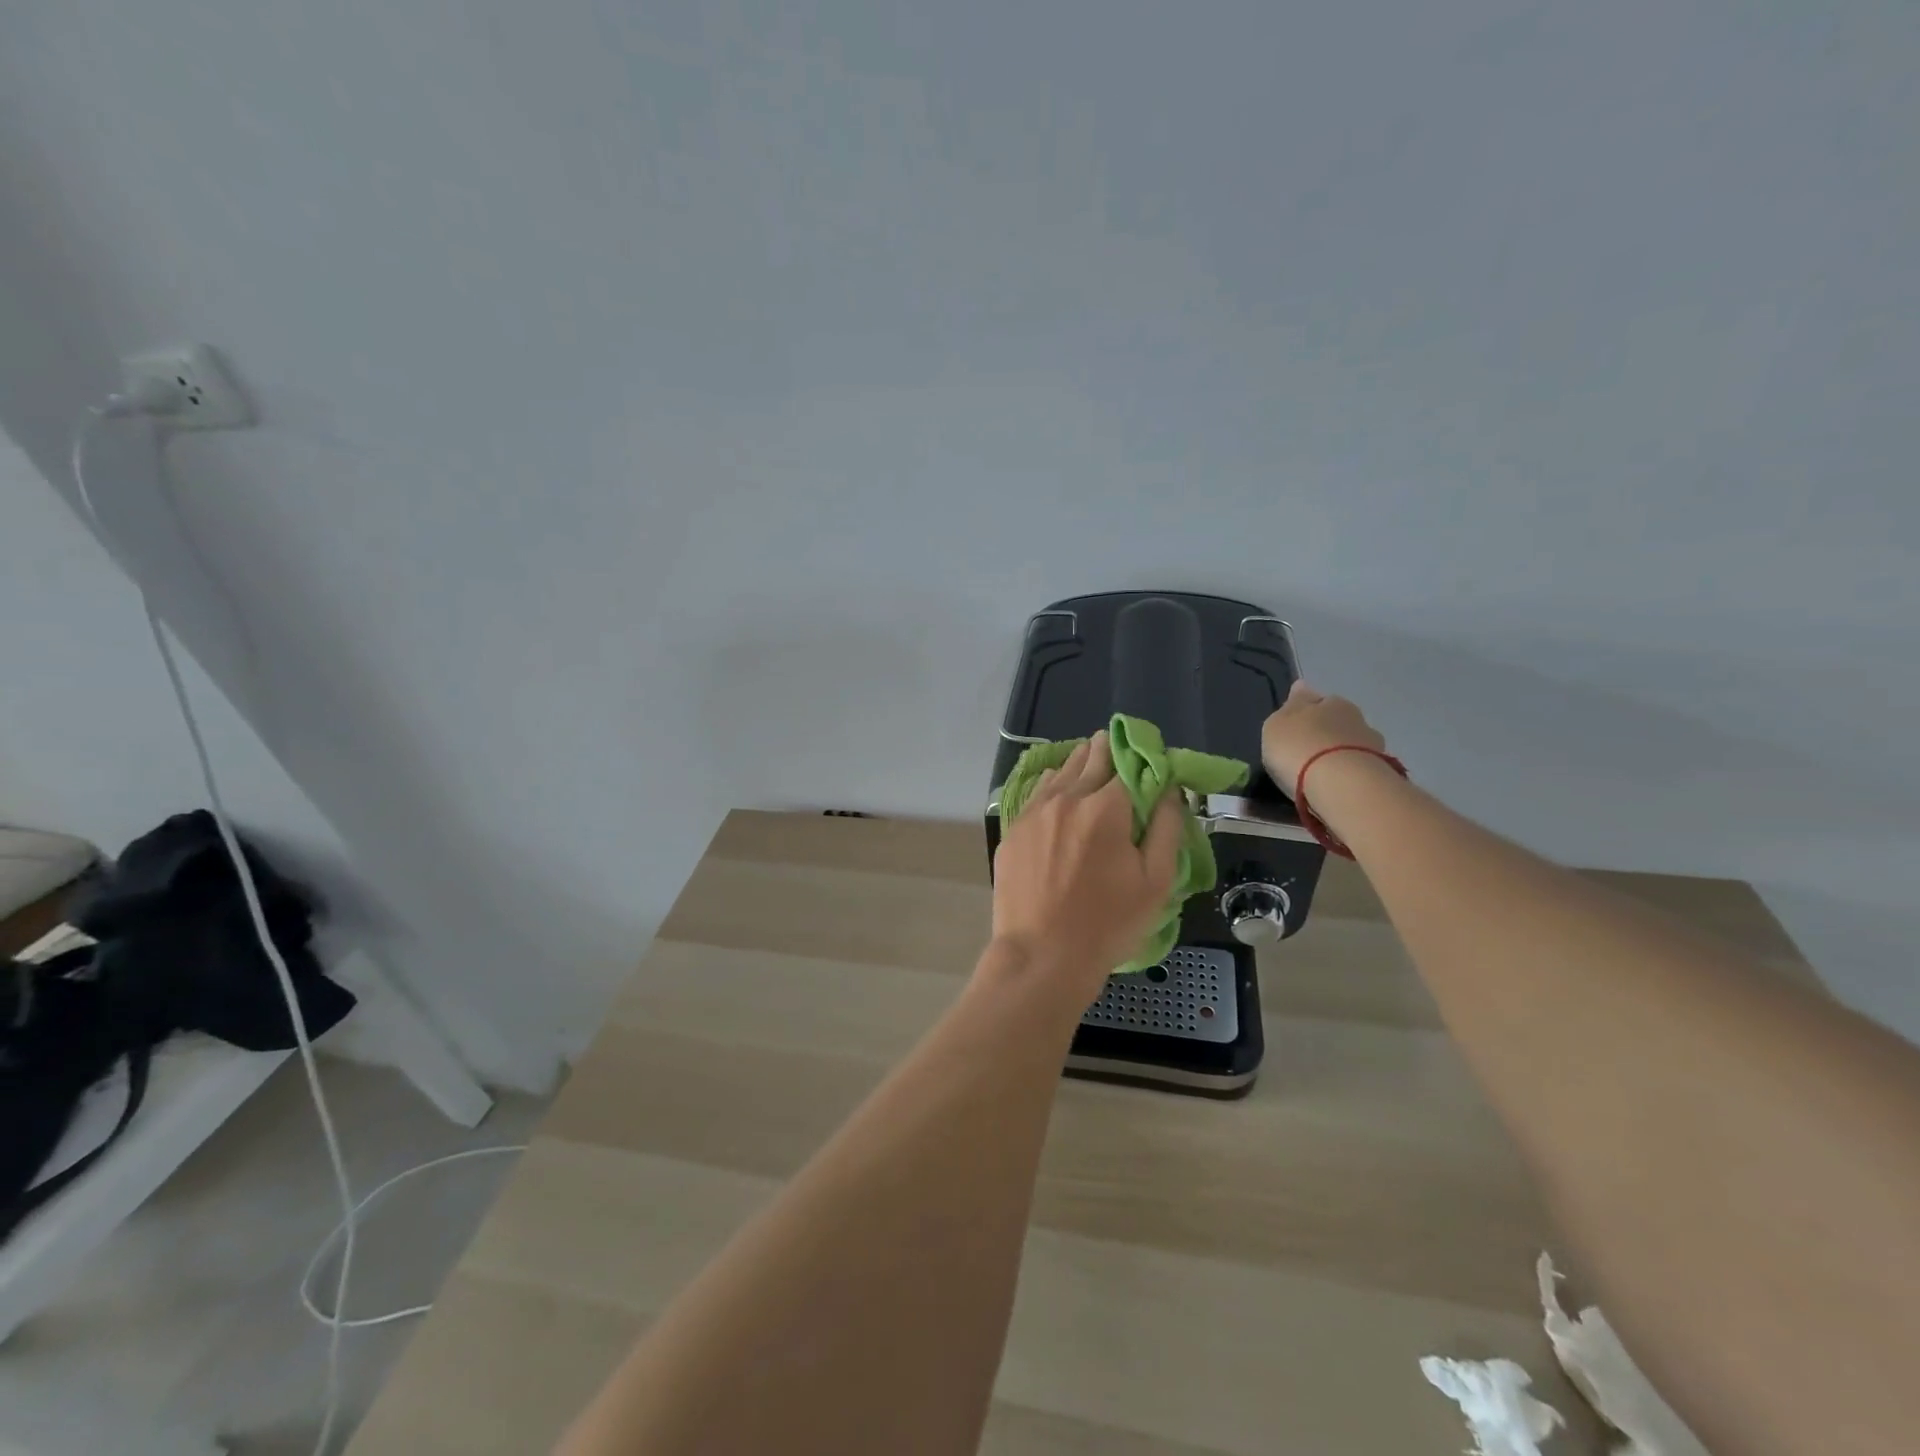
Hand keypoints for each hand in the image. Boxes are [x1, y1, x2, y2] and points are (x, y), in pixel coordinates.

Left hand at [991, 731, 1183, 1009]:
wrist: (1042, 955)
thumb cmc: (1108, 923)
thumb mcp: (1156, 881)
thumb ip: (1167, 829)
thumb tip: (1170, 791)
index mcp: (1106, 807)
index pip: (1128, 765)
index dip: (1141, 761)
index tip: (1147, 761)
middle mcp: (1067, 798)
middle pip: (1090, 760)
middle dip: (1105, 750)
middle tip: (1112, 742)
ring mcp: (1034, 813)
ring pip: (1059, 773)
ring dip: (1076, 763)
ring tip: (1086, 757)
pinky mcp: (1013, 831)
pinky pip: (1036, 795)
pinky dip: (1051, 786)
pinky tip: (1056, 788)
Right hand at [1261, 681, 1388, 796]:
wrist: (1341, 783)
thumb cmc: (1299, 748)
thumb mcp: (1277, 725)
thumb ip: (1288, 709)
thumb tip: (1301, 688)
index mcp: (1329, 701)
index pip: (1315, 698)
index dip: (1304, 709)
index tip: (1295, 721)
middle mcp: (1354, 716)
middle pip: (1337, 720)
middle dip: (1325, 731)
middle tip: (1308, 748)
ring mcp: (1372, 744)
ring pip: (1351, 743)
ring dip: (1339, 752)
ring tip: (1323, 769)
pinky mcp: (1381, 771)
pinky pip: (1359, 766)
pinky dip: (1348, 772)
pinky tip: (1337, 782)